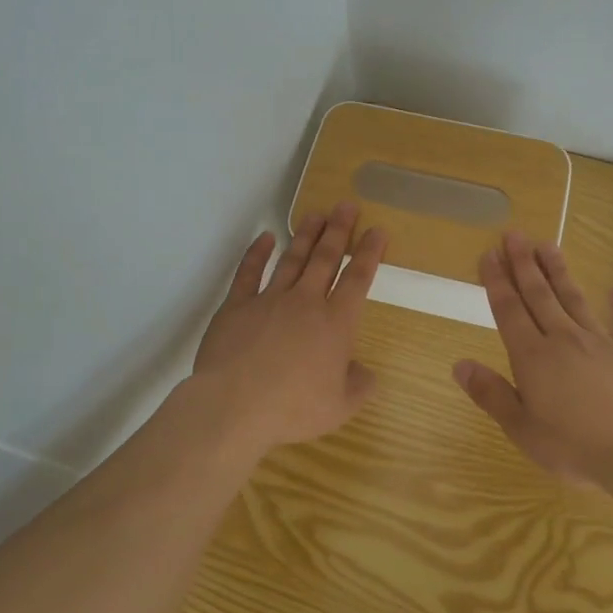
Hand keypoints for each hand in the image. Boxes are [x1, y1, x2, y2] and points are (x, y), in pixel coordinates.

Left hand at [191, 202, 386, 456]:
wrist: (235, 405)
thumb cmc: (293, 408)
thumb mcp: (339, 407)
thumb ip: (358, 386)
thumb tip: (365, 372)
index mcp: (335, 324)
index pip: (357, 279)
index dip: (369, 253)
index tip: (377, 230)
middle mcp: (305, 302)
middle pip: (325, 259)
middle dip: (338, 230)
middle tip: (346, 205)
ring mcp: (269, 300)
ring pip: (292, 259)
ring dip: (305, 235)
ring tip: (316, 214)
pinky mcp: (236, 306)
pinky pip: (249, 273)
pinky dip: (257, 253)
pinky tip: (265, 238)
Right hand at [453, 231, 612, 509]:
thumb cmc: (576, 449)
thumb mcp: (523, 430)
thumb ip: (491, 394)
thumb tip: (459, 364)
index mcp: (533, 357)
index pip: (509, 310)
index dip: (497, 281)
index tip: (489, 254)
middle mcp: (564, 339)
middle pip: (539, 294)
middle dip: (523, 263)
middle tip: (514, 234)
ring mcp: (602, 342)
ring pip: (574, 298)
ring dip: (559, 271)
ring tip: (548, 245)